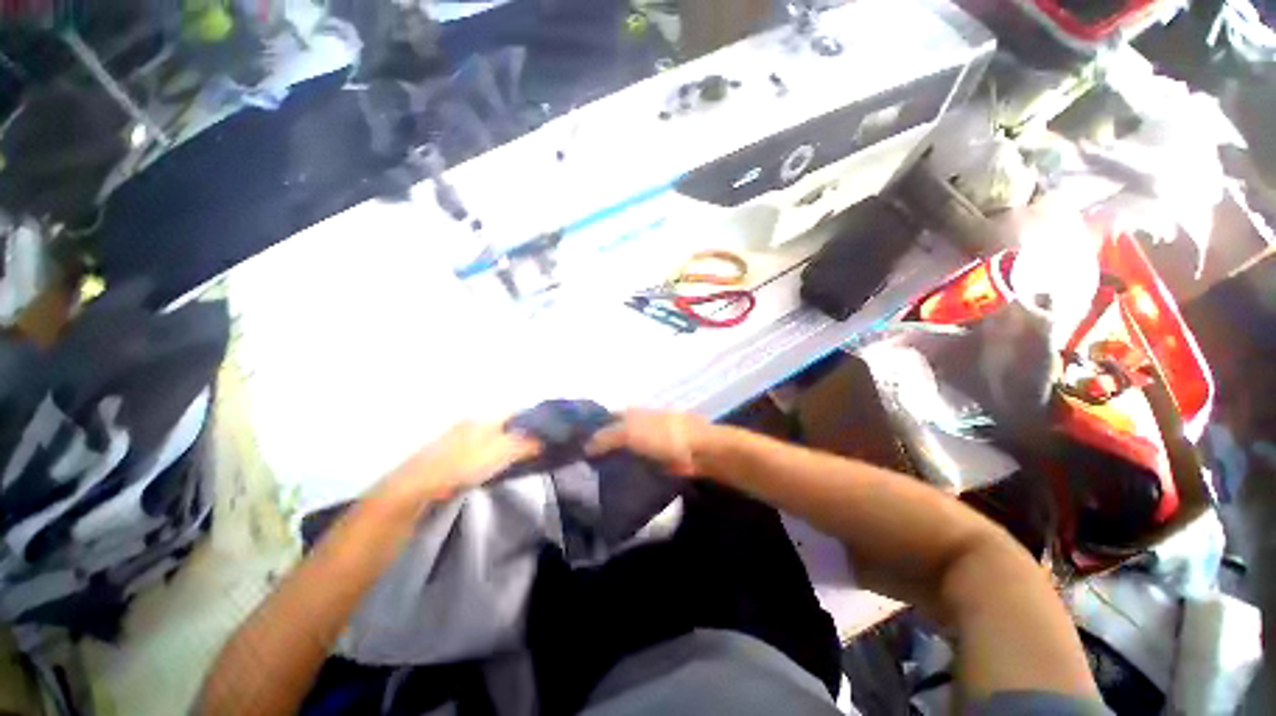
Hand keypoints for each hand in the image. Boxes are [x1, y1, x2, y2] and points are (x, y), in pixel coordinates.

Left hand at [377, 421, 540, 510]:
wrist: (417, 487)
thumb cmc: (462, 464)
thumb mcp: (500, 453)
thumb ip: (525, 444)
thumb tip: (545, 439)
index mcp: (484, 419)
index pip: (516, 412)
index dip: (534, 419)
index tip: (549, 430)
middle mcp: (472, 424)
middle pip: (505, 424)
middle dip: (522, 433)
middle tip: (538, 447)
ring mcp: (459, 439)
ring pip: (493, 437)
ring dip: (508, 445)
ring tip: (521, 458)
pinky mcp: (451, 456)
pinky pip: (481, 450)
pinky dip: (493, 455)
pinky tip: (496, 467)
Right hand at [587, 409, 710, 477]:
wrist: (696, 449)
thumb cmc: (661, 434)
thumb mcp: (629, 432)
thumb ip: (606, 438)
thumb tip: (585, 447)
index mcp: (629, 414)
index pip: (603, 420)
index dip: (589, 430)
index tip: (573, 446)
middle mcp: (635, 426)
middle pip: (612, 437)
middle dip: (598, 449)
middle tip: (578, 467)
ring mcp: (645, 444)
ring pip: (622, 453)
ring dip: (610, 463)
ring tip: (589, 480)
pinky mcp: (654, 460)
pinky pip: (634, 466)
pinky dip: (625, 473)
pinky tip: (611, 485)